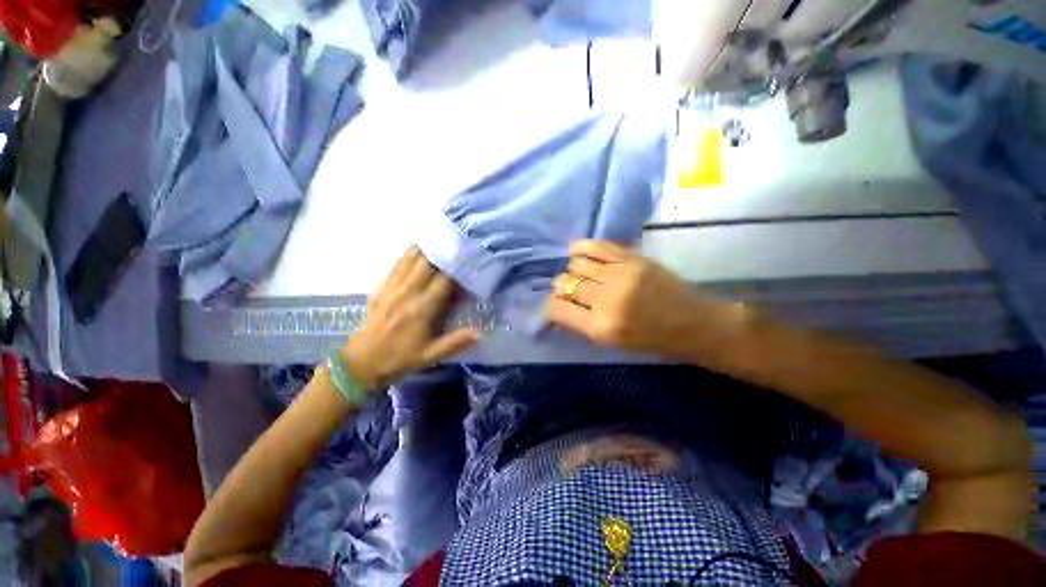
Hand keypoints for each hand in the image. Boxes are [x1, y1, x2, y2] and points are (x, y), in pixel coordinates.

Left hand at [341, 247, 478, 389]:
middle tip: (459, 244)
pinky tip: (419, 247)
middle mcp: (407, 293)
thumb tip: (481, 332)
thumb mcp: (430, 356)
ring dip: (427, 248)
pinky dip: (409, 253)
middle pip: (427, 263)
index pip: (444, 281)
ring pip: (411, 259)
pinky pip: (397, 264)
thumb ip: (455, 342)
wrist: (361, 363)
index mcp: (421, 310)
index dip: (458, 268)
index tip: (471, 259)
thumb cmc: (399, 359)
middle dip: (444, 252)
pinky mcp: (382, 288)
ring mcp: (392, 288)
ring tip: (442, 238)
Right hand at [548, 240, 746, 356]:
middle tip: (570, 290)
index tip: (557, 303)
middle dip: (562, 287)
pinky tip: (577, 251)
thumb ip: (580, 323)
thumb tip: (559, 303)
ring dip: (572, 270)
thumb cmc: (649, 340)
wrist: (692, 323)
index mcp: (600, 328)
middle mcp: (606, 300)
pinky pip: (596, 246)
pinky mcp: (632, 258)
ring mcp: (620, 275)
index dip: (552, 305)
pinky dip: (582, 248)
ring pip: (577, 264)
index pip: (557, 309)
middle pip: (565, 284)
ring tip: (579, 274)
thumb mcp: (609, 342)